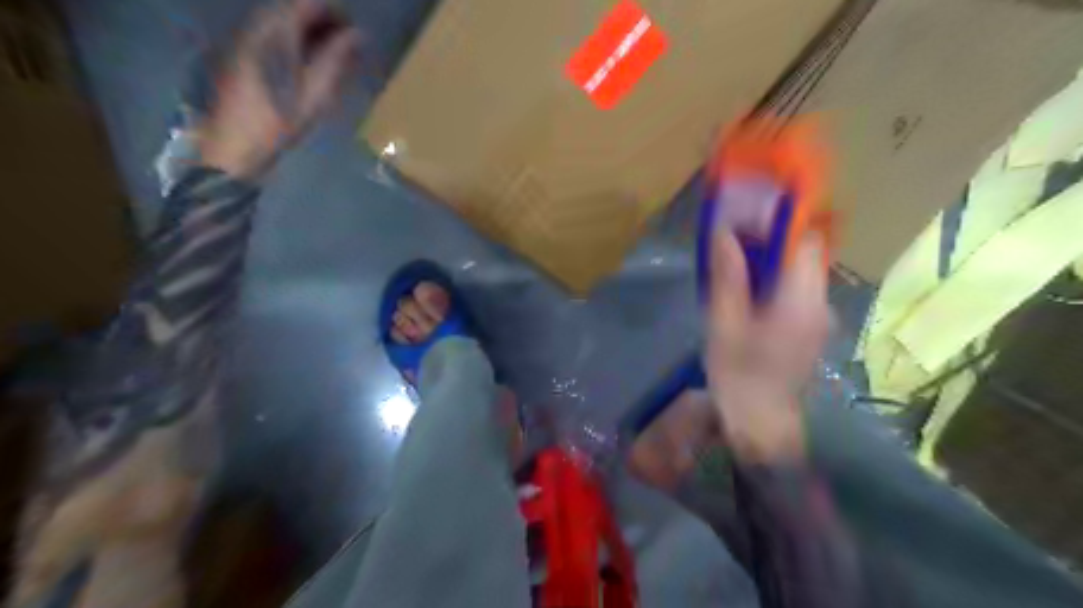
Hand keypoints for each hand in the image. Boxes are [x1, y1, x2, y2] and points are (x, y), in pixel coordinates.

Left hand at [196, 1, 359, 178]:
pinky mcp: (240, 53)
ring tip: (332, 54)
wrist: (233, 144)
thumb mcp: (315, 94)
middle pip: (292, 6)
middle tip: (347, 44)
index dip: (335, 11)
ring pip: (281, 19)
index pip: (306, 3)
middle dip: (322, 20)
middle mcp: (255, 26)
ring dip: (309, 31)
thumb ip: (336, 59)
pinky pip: (272, 33)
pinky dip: (294, 40)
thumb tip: (359, 34)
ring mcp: (244, 38)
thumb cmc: (278, 122)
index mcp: (274, 32)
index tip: (356, 31)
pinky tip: (308, 62)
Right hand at [709, 230, 830, 462]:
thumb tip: (725, 232)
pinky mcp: (811, 327)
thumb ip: (728, 277)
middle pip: (804, 254)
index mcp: (801, 300)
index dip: (780, 223)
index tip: (747, 218)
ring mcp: (819, 316)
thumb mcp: (724, 324)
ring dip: (771, 261)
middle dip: (771, 241)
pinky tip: (748, 294)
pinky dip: (775, 280)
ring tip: (735, 265)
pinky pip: (797, 289)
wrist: (762, 423)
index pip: (806, 242)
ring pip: (800, 271)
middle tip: (733, 242)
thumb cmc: (739, 375)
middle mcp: (820, 303)